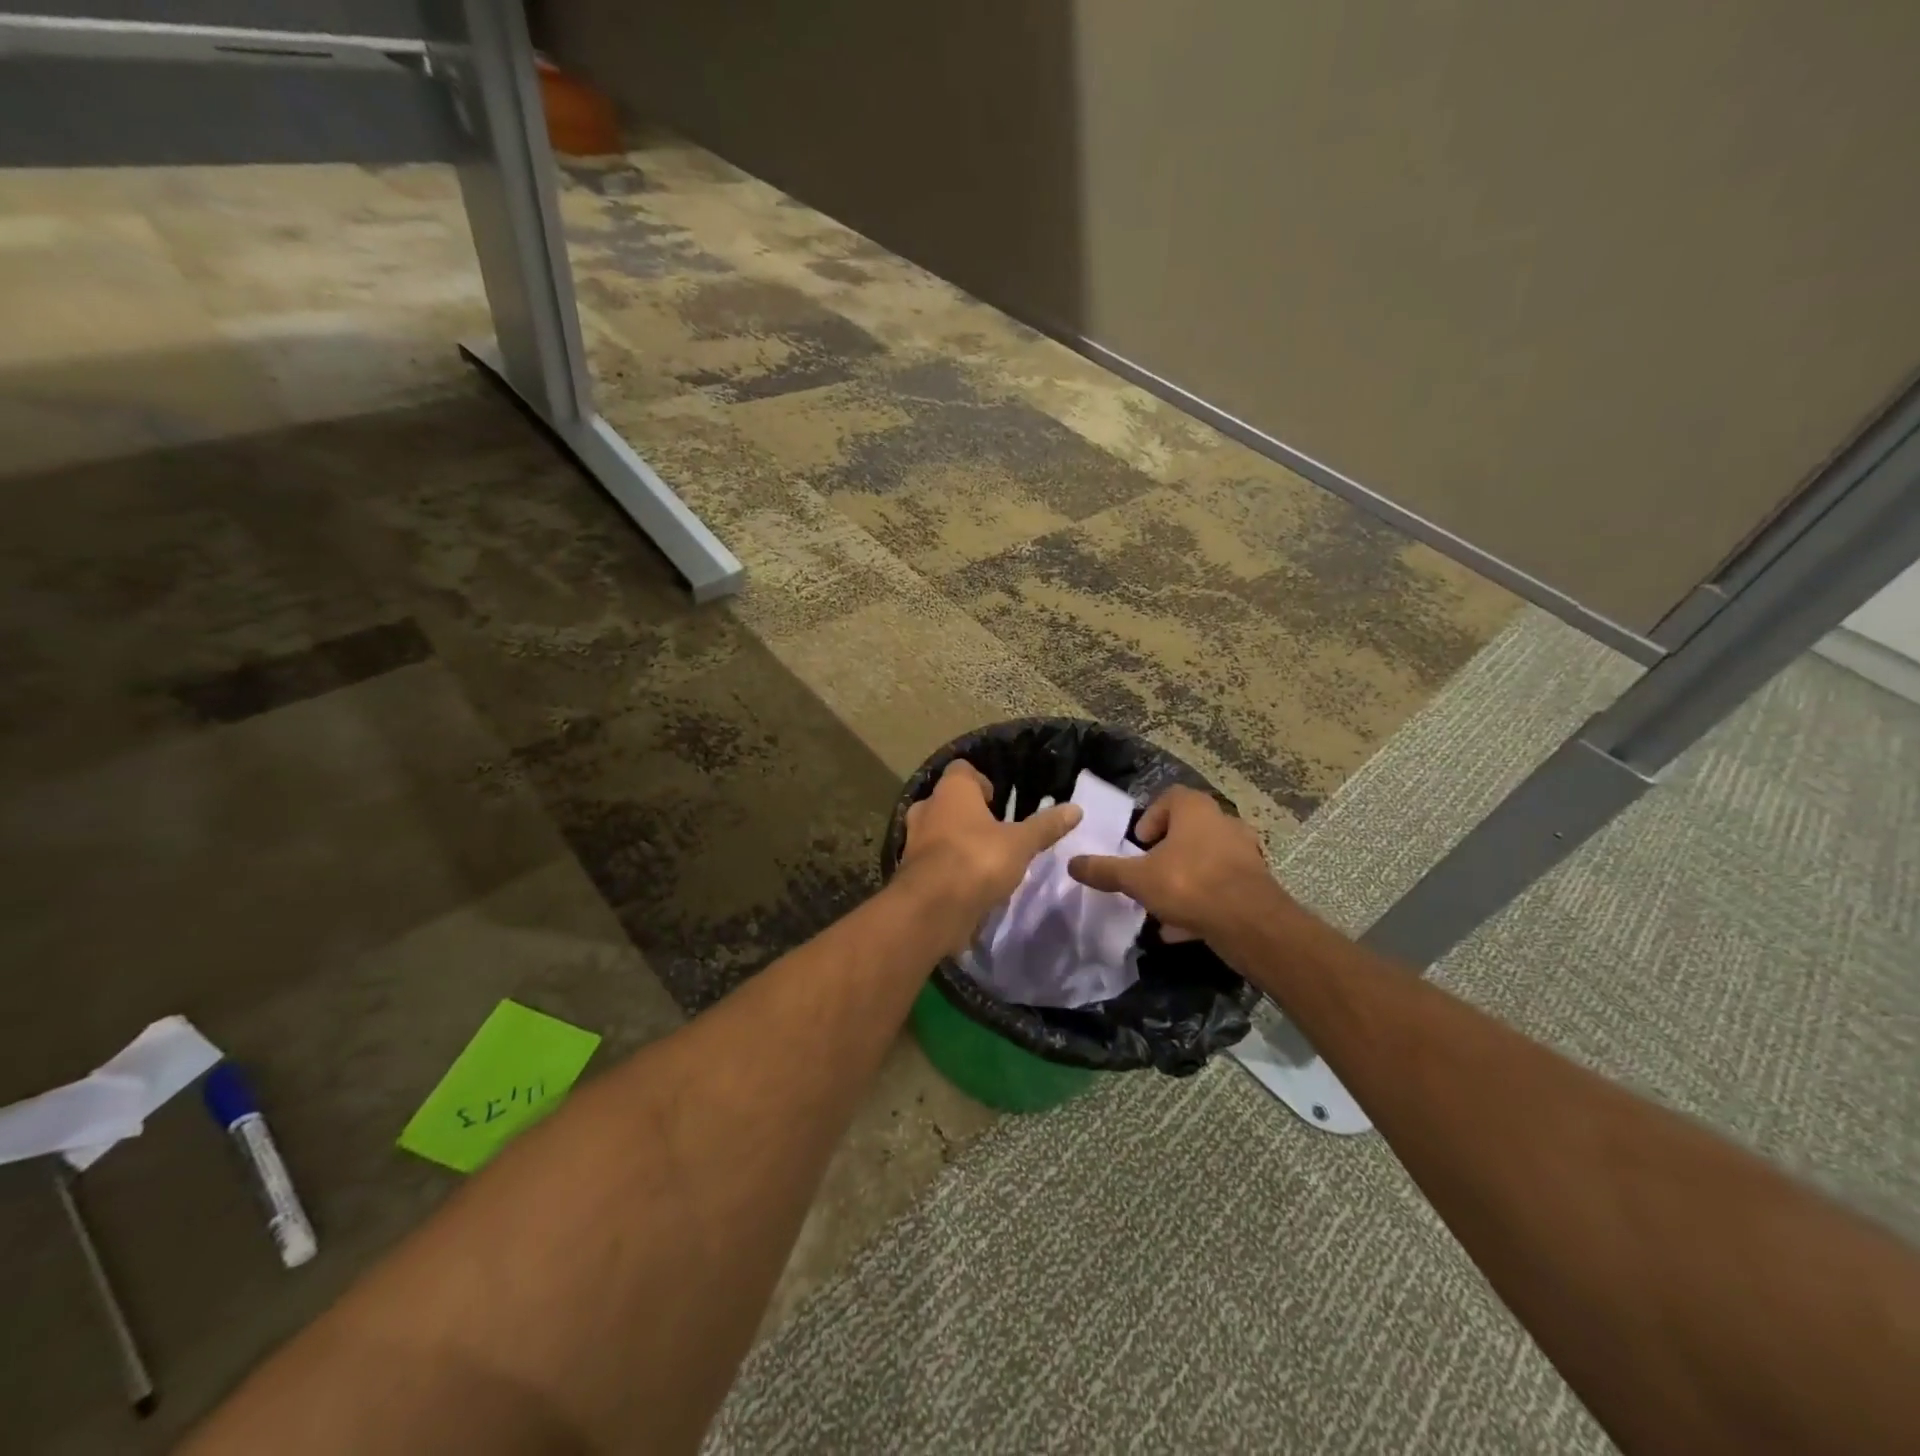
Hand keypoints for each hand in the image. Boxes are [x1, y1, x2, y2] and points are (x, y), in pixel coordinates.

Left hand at [899, 760, 1080, 942]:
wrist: (931, 910)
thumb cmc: (977, 861)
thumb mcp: (1020, 843)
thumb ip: (1045, 826)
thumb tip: (1076, 809)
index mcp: (951, 791)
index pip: (961, 769)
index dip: (980, 780)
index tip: (997, 799)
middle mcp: (927, 809)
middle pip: (947, 801)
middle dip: (967, 812)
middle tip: (993, 828)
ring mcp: (913, 841)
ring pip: (936, 831)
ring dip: (955, 840)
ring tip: (983, 857)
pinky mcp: (910, 872)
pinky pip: (931, 861)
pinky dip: (947, 866)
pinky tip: (969, 882)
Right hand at [1066, 786, 1286, 944]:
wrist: (1250, 923)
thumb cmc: (1189, 884)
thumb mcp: (1137, 879)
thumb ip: (1105, 870)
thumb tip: (1072, 863)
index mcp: (1195, 810)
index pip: (1170, 797)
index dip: (1150, 818)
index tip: (1138, 844)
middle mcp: (1223, 823)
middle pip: (1189, 830)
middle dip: (1166, 852)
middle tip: (1148, 872)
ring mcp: (1244, 853)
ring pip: (1205, 860)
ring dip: (1184, 877)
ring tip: (1162, 903)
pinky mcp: (1255, 883)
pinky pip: (1221, 887)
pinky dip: (1202, 901)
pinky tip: (1182, 927)